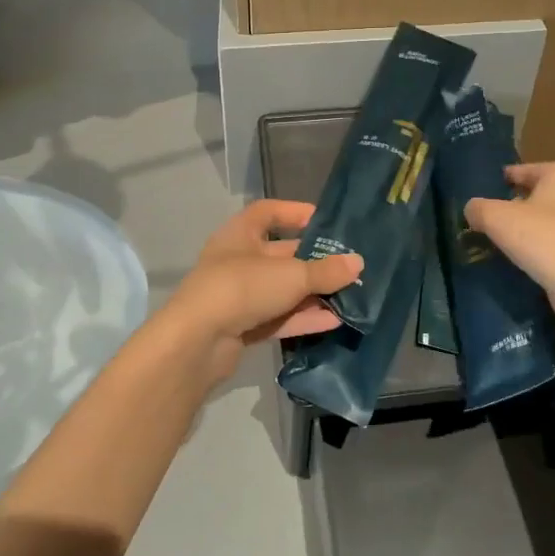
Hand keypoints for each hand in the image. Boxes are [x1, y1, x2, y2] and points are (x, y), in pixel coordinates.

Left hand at [163, 200, 363, 381]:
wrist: (196, 343)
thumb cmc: (242, 288)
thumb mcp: (291, 275)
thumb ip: (325, 270)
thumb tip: (358, 263)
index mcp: (240, 234)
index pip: (268, 212)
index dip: (295, 212)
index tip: (324, 221)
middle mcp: (238, 261)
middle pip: (282, 255)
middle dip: (314, 261)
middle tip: (348, 266)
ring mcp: (239, 296)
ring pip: (282, 289)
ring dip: (313, 293)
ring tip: (348, 296)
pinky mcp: (242, 326)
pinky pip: (278, 317)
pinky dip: (302, 318)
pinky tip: (333, 322)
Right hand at [464, 162, 554, 310]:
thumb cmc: (542, 238)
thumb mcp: (496, 218)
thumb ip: (479, 208)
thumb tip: (473, 210)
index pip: (527, 170)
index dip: (505, 179)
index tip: (489, 191)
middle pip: (544, 195)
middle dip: (522, 205)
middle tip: (498, 220)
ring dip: (538, 228)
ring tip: (513, 244)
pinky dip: (552, 249)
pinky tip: (535, 262)